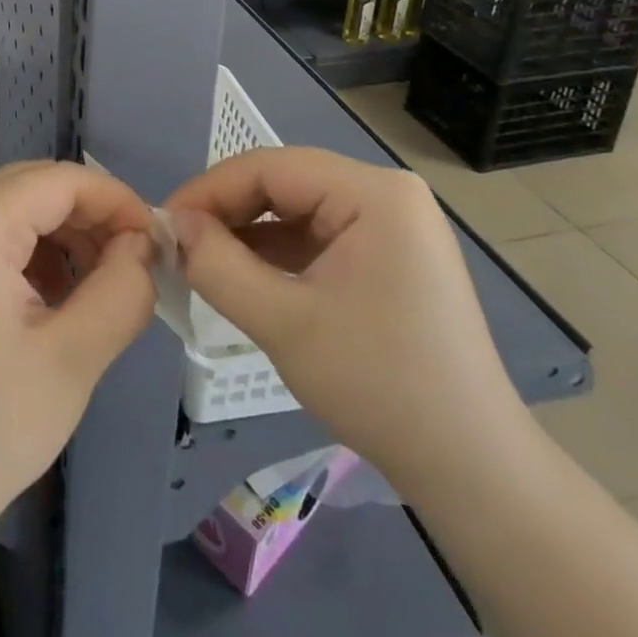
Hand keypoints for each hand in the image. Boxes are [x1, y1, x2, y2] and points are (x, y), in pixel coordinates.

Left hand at [0, 160, 156, 530]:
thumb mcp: (73, 359)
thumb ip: (121, 290)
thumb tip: (143, 246)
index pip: (59, 180)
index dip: (115, 199)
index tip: (156, 241)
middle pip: (35, 186)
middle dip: (91, 213)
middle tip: (133, 260)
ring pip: (17, 209)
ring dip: (65, 233)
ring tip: (102, 283)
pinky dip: (37, 253)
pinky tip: (60, 298)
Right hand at [164, 147, 525, 490]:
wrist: (472, 469)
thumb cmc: (379, 386)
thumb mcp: (284, 324)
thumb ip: (218, 266)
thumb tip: (174, 226)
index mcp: (375, 193)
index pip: (271, 167)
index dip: (211, 189)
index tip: (166, 223)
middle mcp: (387, 193)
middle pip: (286, 183)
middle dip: (229, 211)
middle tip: (181, 244)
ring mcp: (393, 224)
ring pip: (299, 209)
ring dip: (249, 232)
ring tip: (204, 260)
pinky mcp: (391, 254)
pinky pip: (320, 235)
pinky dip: (279, 252)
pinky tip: (246, 274)